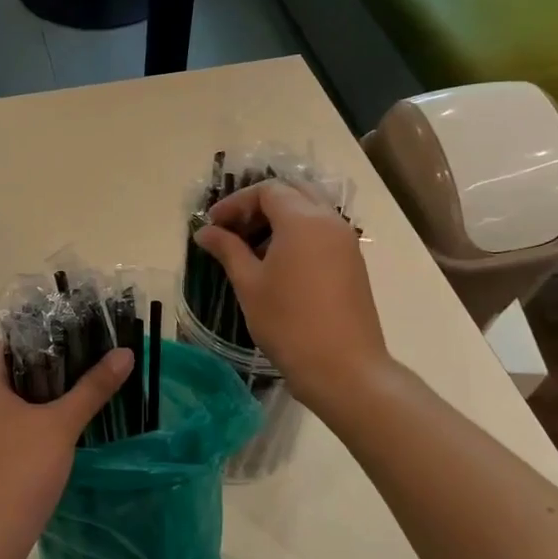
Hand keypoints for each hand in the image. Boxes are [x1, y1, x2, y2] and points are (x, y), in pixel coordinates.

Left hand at [0, 339, 131, 558]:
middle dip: (44, 358)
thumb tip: (125, 353)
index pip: (3, 341)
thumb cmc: (22, 468)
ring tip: (79, 378)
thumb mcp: (62, 424)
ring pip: (14, 398)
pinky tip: (64, 420)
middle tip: (82, 347)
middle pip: (11, 369)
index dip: (30, 328)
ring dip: (42, 389)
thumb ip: (92, 388)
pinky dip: (37, 414)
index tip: (63, 322)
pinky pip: (14, 422)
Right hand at [194, 180, 388, 413]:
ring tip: (250, 248)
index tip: (213, 225)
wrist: (343, 368)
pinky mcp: (352, 263)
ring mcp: (346, 242)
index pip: (267, 191)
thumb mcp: (249, 283)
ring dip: (279, 219)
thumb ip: (227, 249)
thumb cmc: (288, 322)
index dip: (236, 203)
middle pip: (292, 192)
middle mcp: (329, 221)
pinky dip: (297, 234)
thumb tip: (205, 231)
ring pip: (310, 210)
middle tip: (233, 230)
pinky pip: (322, 232)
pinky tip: (277, 264)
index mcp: (303, 219)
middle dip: (259, 205)